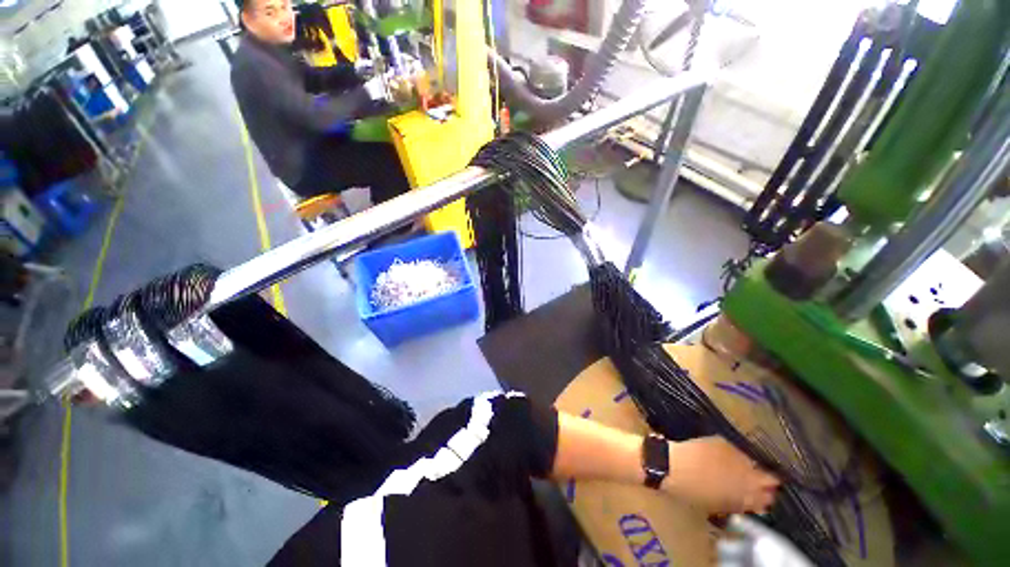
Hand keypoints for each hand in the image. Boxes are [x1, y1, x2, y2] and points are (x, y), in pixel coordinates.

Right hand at [662, 437, 779, 513]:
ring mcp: (734, 505)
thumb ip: (741, 453)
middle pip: (767, 497)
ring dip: (756, 497)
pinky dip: (741, 501)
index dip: (774, 472)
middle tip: (762, 477)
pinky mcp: (720, 509)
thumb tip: (755, 459)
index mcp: (752, 479)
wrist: (673, 469)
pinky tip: (733, 492)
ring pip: (754, 506)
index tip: (772, 465)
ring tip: (750, 486)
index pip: (773, 480)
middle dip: (768, 488)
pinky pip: (739, 508)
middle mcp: (748, 496)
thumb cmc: (697, 453)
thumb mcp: (720, 444)